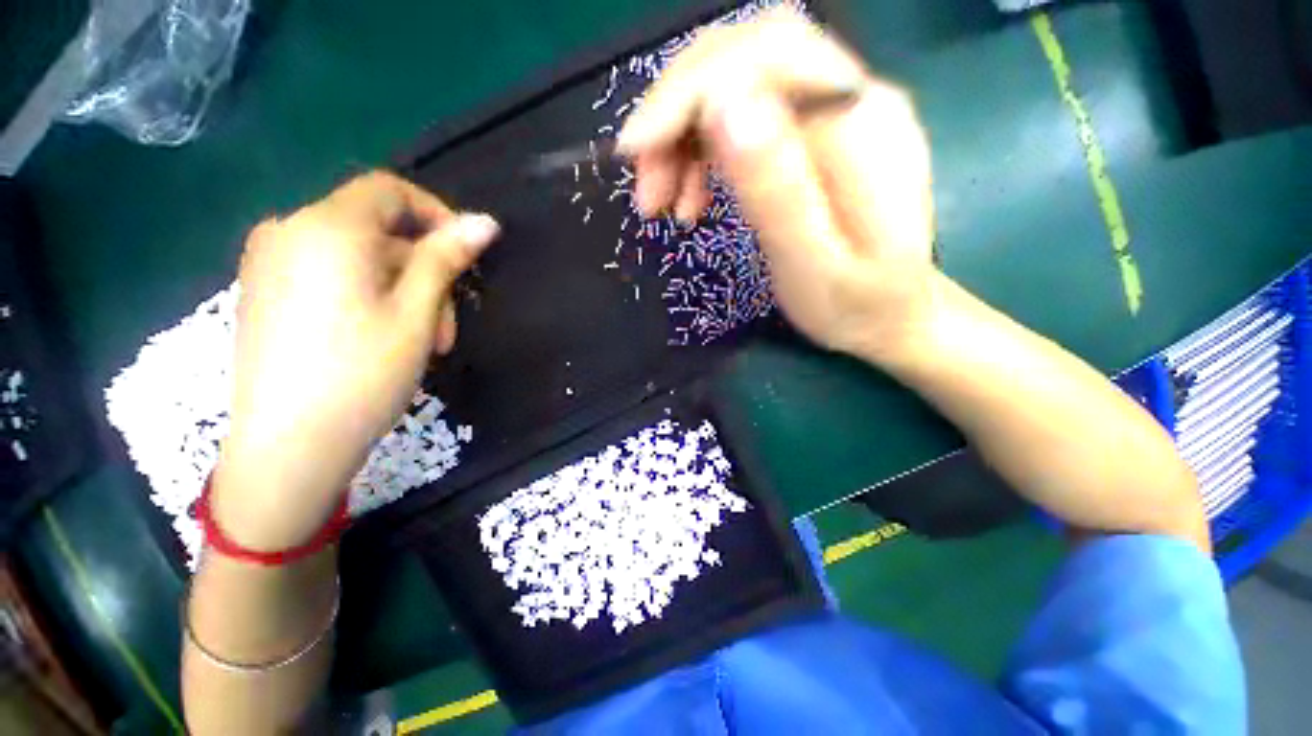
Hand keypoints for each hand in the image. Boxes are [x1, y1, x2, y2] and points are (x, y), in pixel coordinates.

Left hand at [212, 171, 498, 549]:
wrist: (288, 447)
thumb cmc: (363, 374)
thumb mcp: (418, 312)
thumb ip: (447, 258)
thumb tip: (485, 222)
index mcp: (327, 228)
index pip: (389, 190)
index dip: (436, 214)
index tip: (466, 255)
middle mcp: (289, 231)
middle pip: (377, 231)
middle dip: (424, 272)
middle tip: (447, 327)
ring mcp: (269, 263)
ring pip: (359, 258)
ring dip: (403, 291)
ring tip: (422, 343)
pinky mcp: (264, 292)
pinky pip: (330, 275)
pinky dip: (368, 297)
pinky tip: (382, 338)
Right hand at [618, 9, 936, 359]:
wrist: (893, 316)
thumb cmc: (855, 306)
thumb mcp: (811, 266)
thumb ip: (776, 190)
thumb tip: (724, 105)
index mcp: (860, 127)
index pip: (764, 56)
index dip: (688, 91)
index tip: (635, 150)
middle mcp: (852, 98)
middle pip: (746, 57)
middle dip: (678, 114)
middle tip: (646, 188)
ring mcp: (834, 113)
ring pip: (738, 85)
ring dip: (683, 139)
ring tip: (662, 205)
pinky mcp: (814, 136)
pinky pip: (744, 119)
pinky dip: (702, 153)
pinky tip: (691, 201)